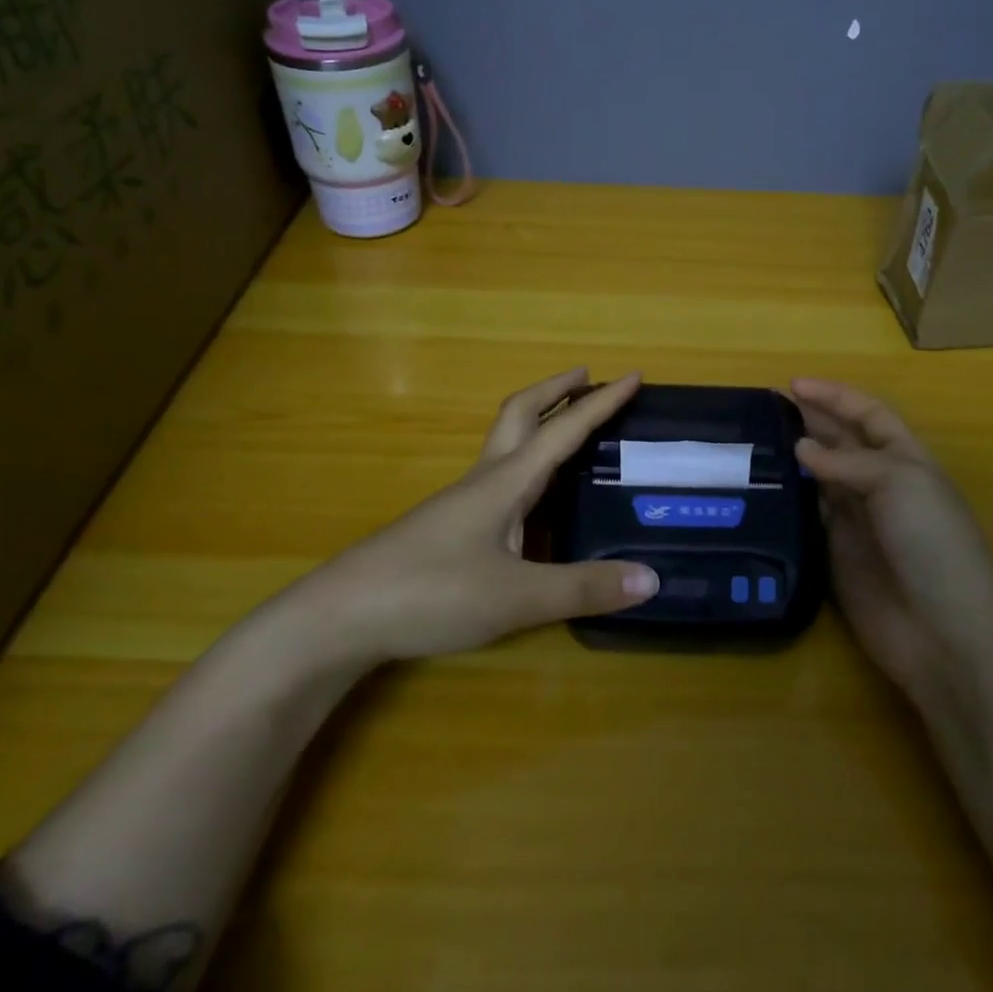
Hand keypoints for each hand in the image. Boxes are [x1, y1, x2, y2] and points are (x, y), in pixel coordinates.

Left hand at [293, 369, 658, 664]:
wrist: (340, 616)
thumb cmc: (431, 592)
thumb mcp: (517, 597)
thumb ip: (583, 588)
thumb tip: (652, 578)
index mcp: (506, 481)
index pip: (564, 430)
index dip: (601, 402)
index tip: (633, 375)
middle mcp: (484, 480)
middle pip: (521, 414)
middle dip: (556, 390)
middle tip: (589, 377)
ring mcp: (460, 502)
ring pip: (505, 444)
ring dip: (539, 423)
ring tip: (569, 430)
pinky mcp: (447, 526)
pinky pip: (497, 476)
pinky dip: (525, 463)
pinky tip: (532, 496)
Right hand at [790, 378, 992, 695]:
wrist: (942, 631)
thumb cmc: (931, 543)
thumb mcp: (899, 483)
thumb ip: (847, 462)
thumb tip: (800, 448)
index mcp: (905, 459)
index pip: (868, 414)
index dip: (834, 396)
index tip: (792, 385)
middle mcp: (879, 484)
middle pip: (840, 441)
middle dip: (809, 420)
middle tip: (763, 409)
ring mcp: (856, 519)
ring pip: (819, 476)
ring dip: (792, 457)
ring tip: (752, 440)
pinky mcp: (834, 551)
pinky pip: (807, 515)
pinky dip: (787, 498)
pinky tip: (759, 486)